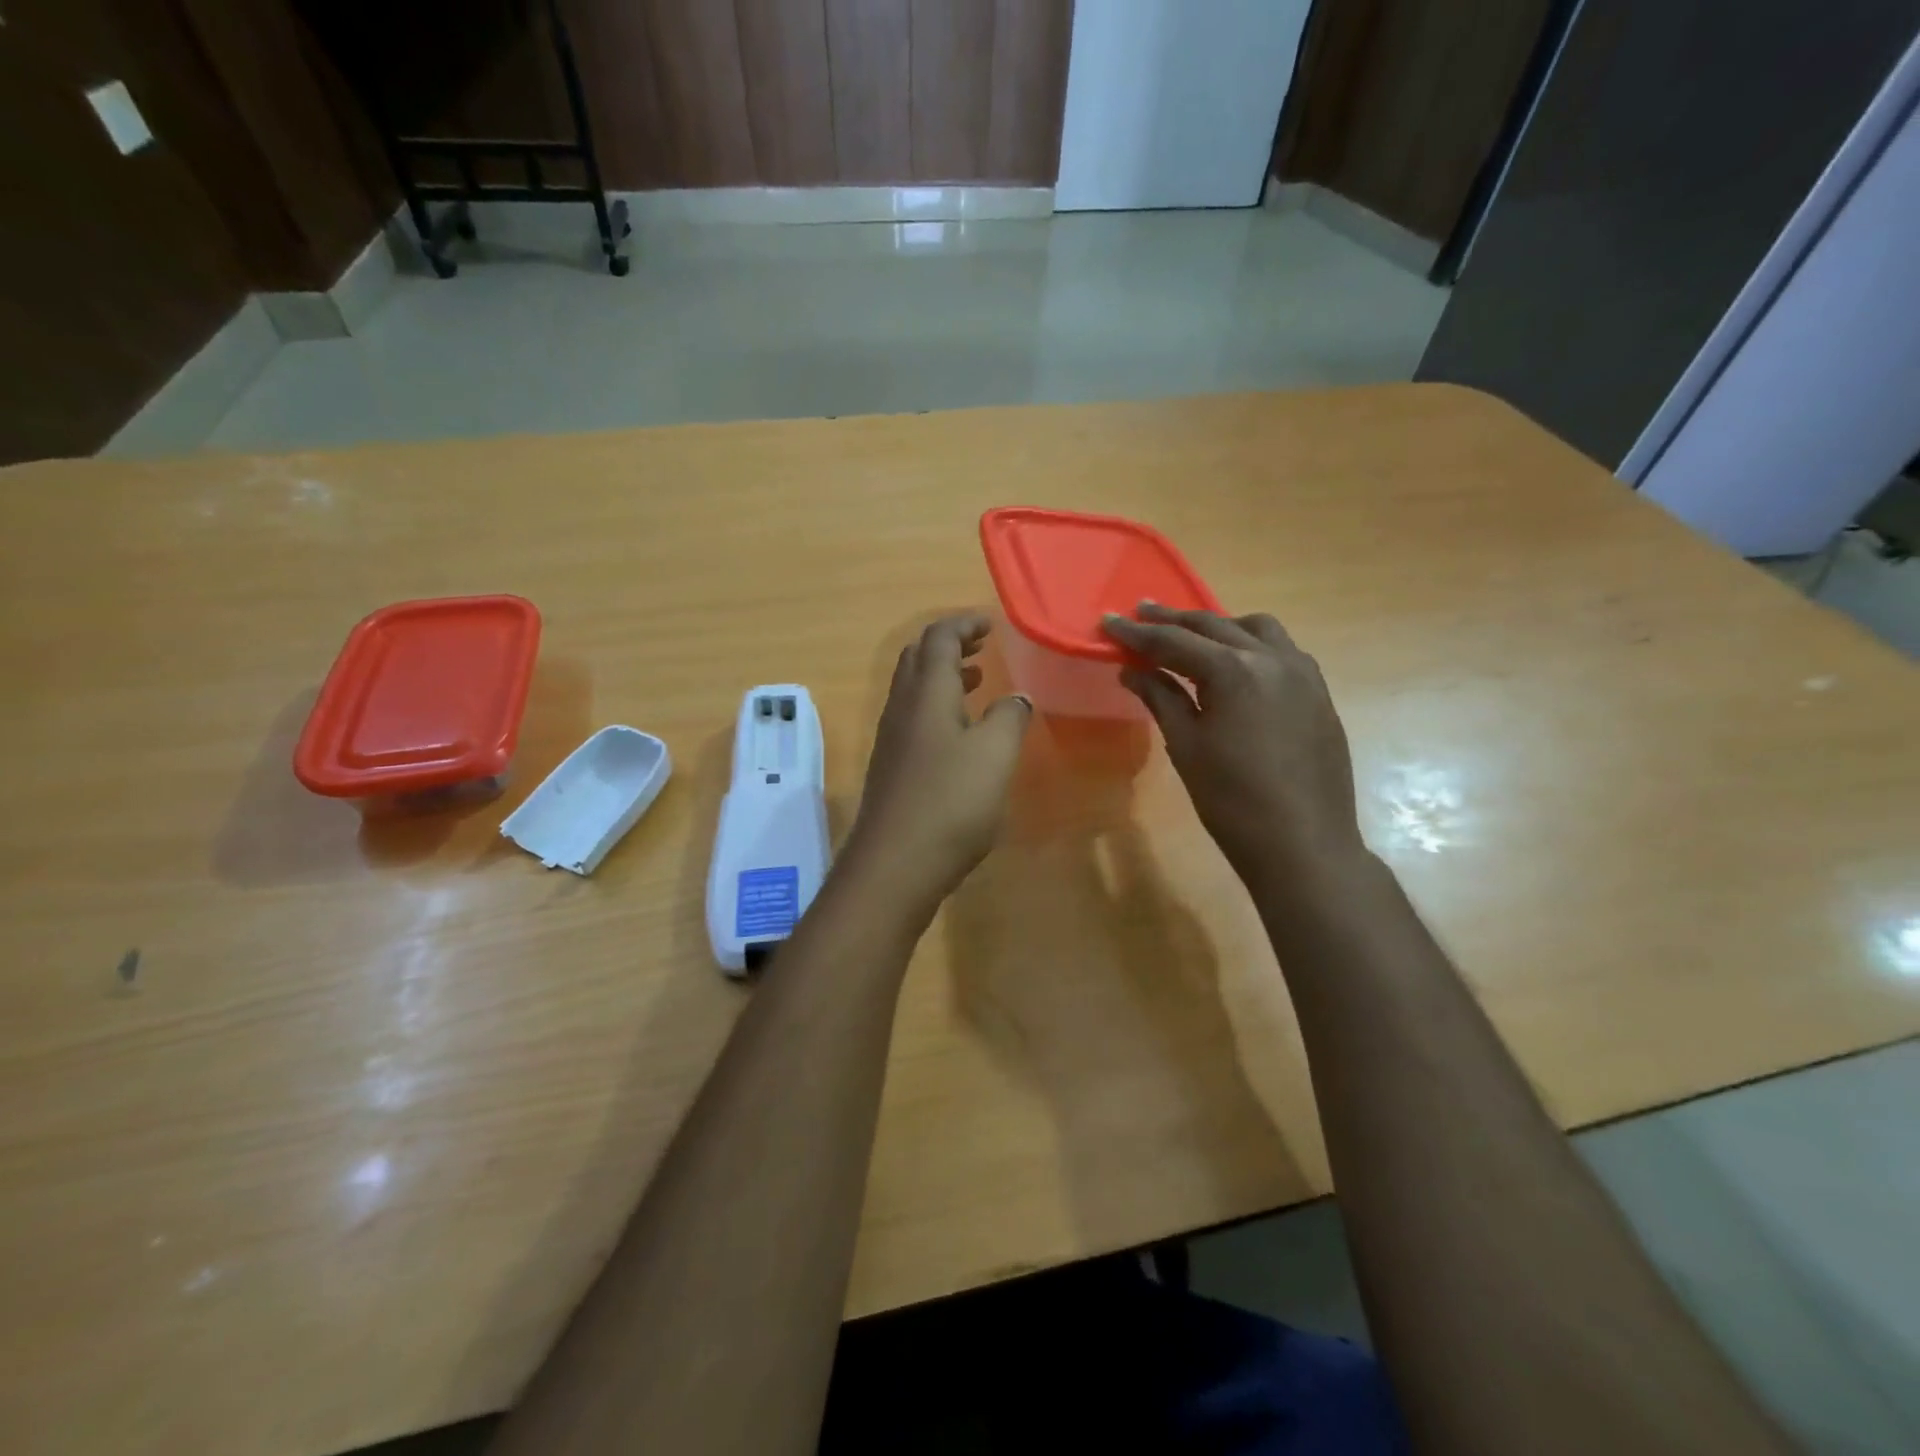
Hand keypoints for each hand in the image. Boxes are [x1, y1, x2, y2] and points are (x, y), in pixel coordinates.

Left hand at [842, 614, 1031, 914]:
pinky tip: (959, 732)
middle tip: (982, 645)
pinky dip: (937, 706)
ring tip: (976, 679)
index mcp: (926, 693)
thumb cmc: (950, 802)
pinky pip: (913, 717)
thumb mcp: (994, 755)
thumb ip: (1009, 718)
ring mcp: (892, 738)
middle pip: (918, 658)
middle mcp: (902, 707)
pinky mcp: (892, 767)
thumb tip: (1017, 698)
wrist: (895, 864)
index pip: (939, 638)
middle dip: (949, 643)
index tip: (991, 623)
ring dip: (943, 675)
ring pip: (914, 689)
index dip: (964, 624)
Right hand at [1103, 603, 1363, 884]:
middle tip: (1141, 614)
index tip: (1108, 622)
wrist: (1302, 843)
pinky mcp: (1319, 693)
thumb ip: (1161, 698)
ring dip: (1220, 626)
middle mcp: (1272, 658)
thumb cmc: (1231, 800)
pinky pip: (1282, 651)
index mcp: (1234, 671)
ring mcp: (1303, 673)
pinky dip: (1252, 645)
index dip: (1137, 633)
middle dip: (1173, 620)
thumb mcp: (1187, 747)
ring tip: (1193, 636)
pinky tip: (1238, 665)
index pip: (1174, 642)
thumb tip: (1132, 671)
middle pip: (1214, 625)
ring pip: (1256, 629)